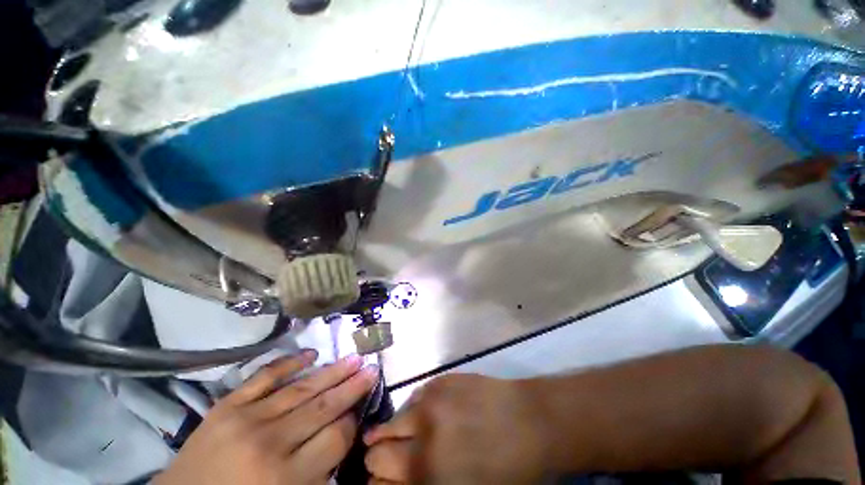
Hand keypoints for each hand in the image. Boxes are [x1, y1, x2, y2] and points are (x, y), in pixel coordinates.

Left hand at [154, 351, 378, 484]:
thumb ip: (319, 471)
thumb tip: (344, 431)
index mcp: (284, 479)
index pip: (335, 438)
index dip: (352, 422)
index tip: (359, 411)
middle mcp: (269, 444)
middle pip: (323, 407)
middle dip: (352, 386)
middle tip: (372, 368)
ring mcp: (245, 419)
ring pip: (301, 388)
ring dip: (332, 371)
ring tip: (354, 357)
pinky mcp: (227, 405)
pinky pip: (265, 376)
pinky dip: (290, 362)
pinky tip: (311, 353)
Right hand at [364, 374, 546, 484]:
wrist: (531, 421)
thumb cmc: (504, 470)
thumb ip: (422, 484)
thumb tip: (395, 478)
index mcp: (427, 472)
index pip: (379, 477)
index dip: (376, 480)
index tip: (380, 478)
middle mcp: (422, 434)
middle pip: (378, 447)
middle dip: (378, 456)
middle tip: (387, 457)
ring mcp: (431, 401)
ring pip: (394, 417)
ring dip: (396, 429)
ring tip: (407, 434)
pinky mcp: (441, 380)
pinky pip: (416, 396)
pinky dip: (415, 409)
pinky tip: (426, 414)